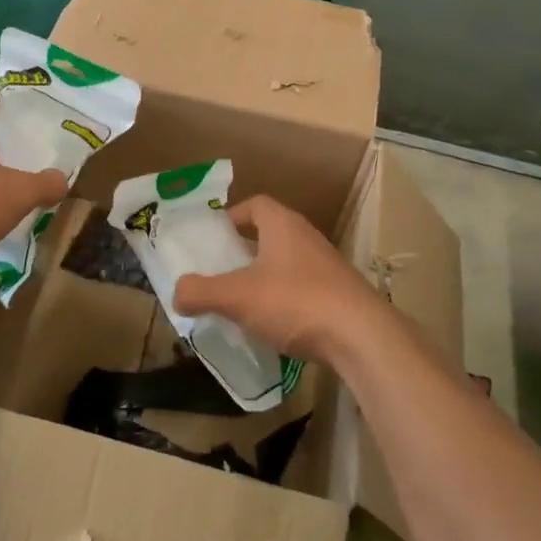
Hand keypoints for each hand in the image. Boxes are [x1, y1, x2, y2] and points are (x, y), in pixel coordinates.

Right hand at [171, 194, 389, 366]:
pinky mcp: (341, 295)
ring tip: (242, 301)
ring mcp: (328, 266)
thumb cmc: (295, 302)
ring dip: (265, 277)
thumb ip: (201, 292)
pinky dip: (285, 300)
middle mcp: (307, 238)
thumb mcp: (238, 297)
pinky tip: (274, 325)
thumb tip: (177, 292)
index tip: (214, 237)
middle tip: (221, 271)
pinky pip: (304, 289)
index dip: (232, 216)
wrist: (362, 336)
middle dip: (245, 250)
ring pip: (288, 263)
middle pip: (271, 234)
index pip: (256, 204)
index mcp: (283, 225)